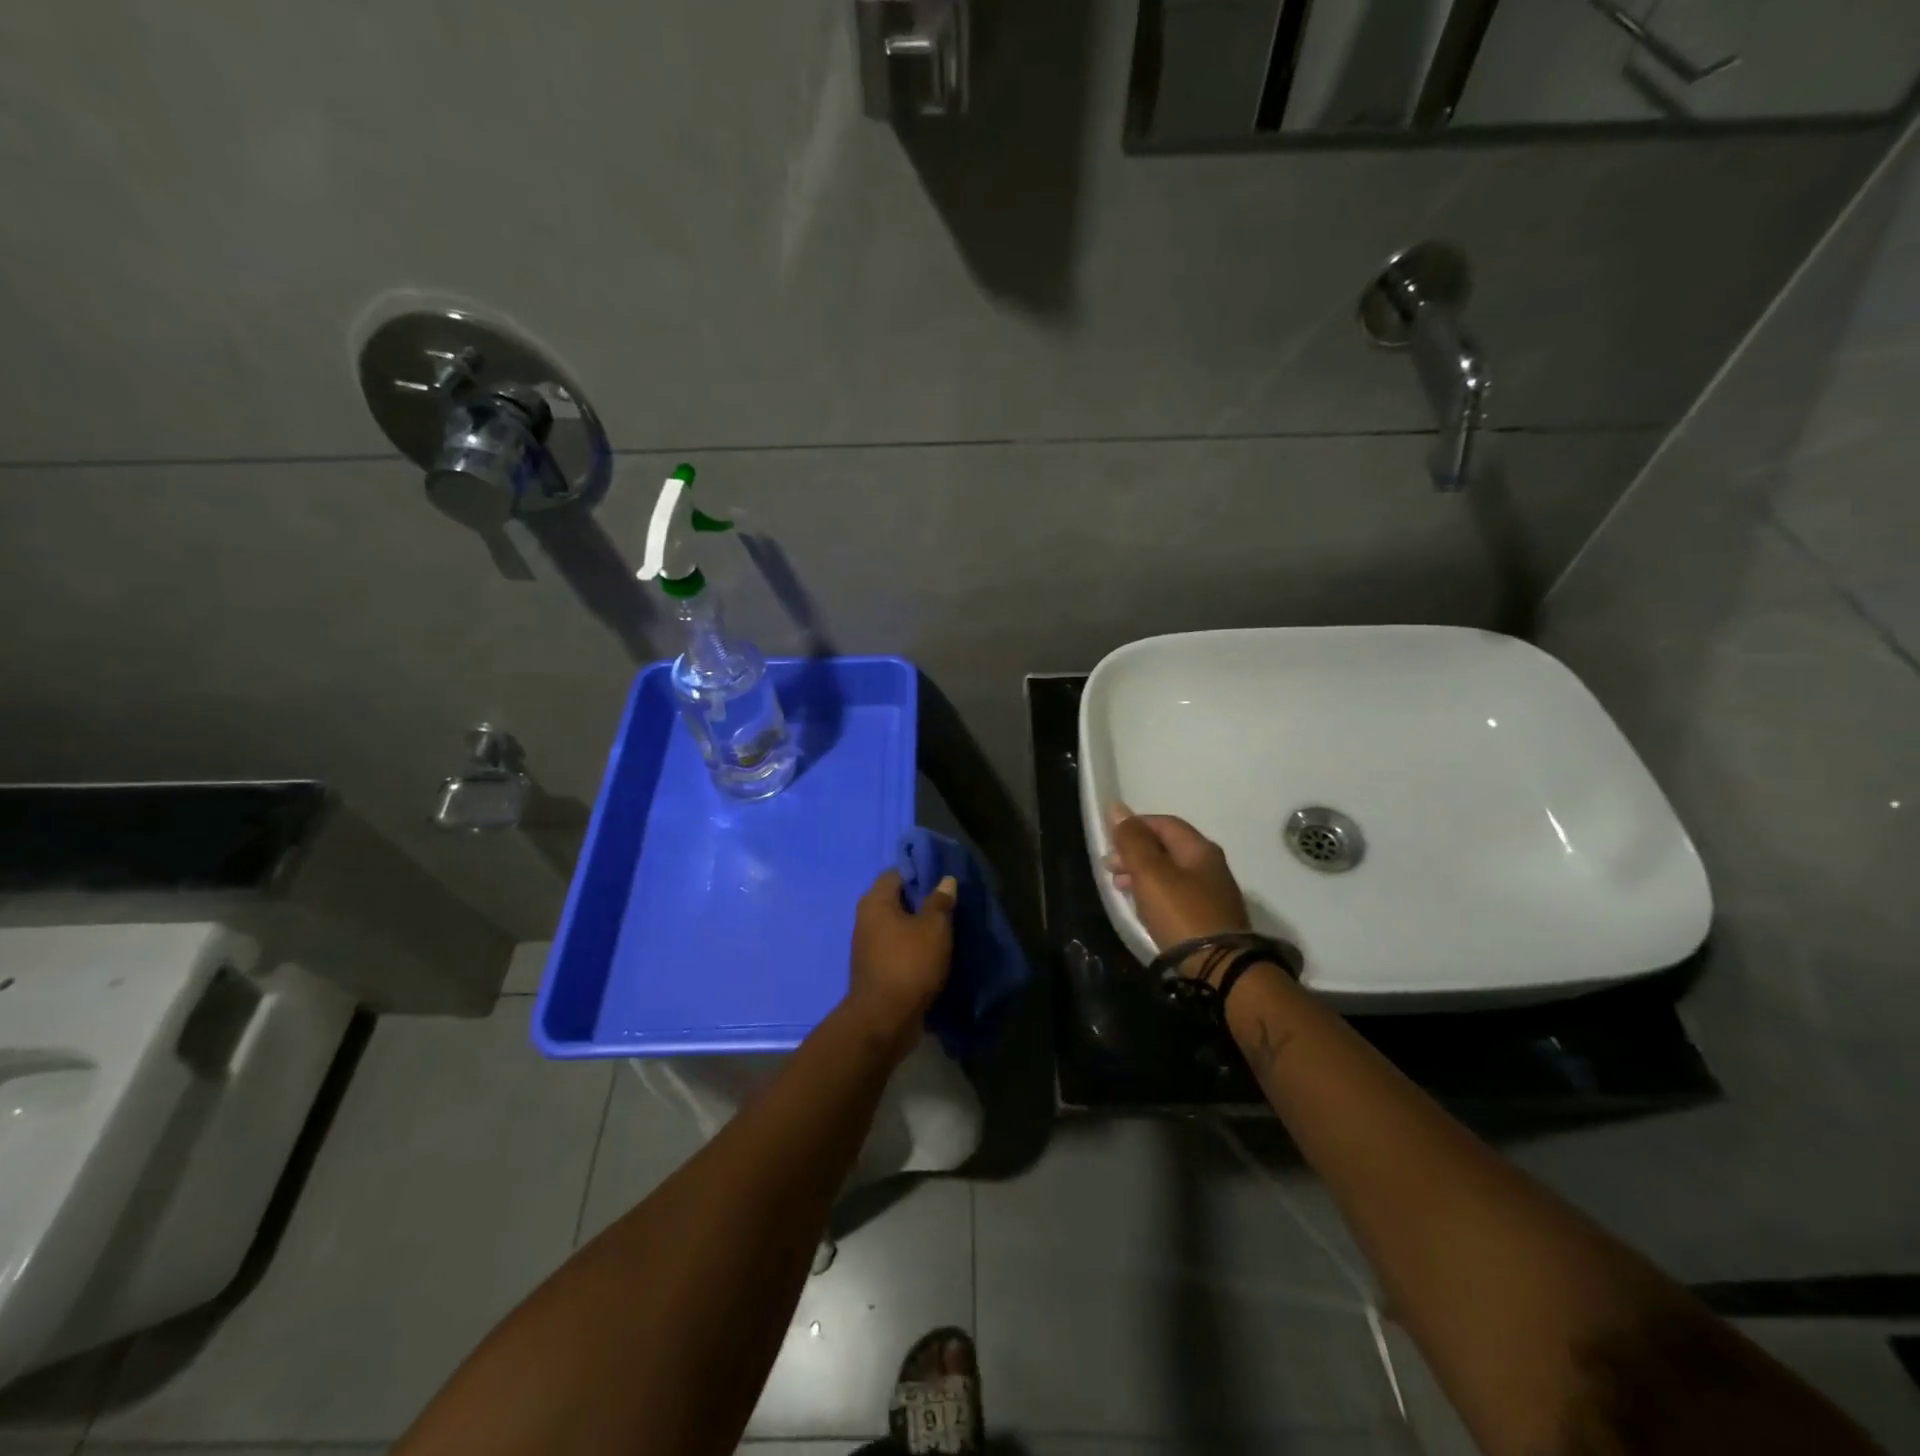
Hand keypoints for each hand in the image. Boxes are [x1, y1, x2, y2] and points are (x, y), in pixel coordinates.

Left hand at [846, 869, 957, 1054]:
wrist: (884, 1020)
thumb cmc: (909, 964)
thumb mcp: (933, 928)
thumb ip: (940, 902)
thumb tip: (945, 880)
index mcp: (876, 901)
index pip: (897, 873)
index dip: (921, 872)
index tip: (945, 878)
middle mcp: (867, 919)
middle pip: (898, 899)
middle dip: (924, 901)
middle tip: (952, 903)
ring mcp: (869, 946)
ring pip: (899, 926)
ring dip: (921, 926)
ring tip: (949, 928)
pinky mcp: (876, 969)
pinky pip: (899, 948)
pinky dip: (915, 948)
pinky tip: (936, 952)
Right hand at [1103, 802, 1249, 977]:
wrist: (1220, 969)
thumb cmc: (1181, 913)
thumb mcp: (1150, 873)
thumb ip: (1133, 841)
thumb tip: (1117, 808)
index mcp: (1200, 849)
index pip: (1164, 823)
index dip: (1135, 826)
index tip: (1109, 840)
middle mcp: (1211, 866)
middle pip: (1167, 848)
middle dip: (1135, 852)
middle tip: (1109, 867)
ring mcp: (1213, 894)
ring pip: (1170, 873)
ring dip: (1142, 874)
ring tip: (1119, 887)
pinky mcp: (1209, 919)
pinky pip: (1176, 895)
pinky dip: (1155, 893)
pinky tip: (1142, 906)